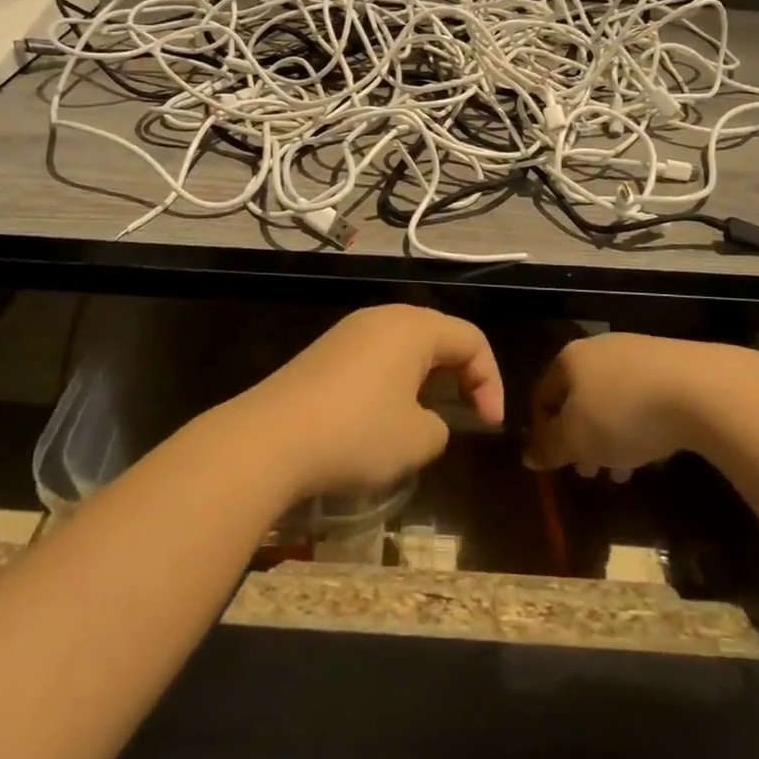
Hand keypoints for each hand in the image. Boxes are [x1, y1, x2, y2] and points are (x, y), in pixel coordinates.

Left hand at [238, 304, 504, 498]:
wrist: (268, 439)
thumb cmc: (356, 433)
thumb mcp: (417, 440)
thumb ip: (440, 427)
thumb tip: (427, 421)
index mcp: (414, 327)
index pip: (471, 340)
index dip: (490, 382)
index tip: (488, 426)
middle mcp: (382, 317)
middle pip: (438, 336)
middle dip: (460, 375)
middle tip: (466, 414)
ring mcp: (348, 332)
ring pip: (404, 347)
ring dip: (424, 379)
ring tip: (423, 419)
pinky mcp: (323, 353)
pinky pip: (374, 358)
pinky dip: (391, 382)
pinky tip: (380, 419)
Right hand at [524, 333, 745, 478]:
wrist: (701, 389)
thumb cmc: (623, 414)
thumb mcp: (577, 440)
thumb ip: (549, 448)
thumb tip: (528, 455)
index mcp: (569, 359)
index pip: (542, 395)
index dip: (542, 432)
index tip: (556, 464)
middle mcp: (599, 348)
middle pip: (579, 398)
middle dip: (582, 439)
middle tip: (591, 473)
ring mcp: (638, 352)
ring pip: (613, 400)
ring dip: (612, 437)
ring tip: (624, 471)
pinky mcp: (673, 363)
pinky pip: (645, 398)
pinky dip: (642, 425)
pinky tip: (654, 450)